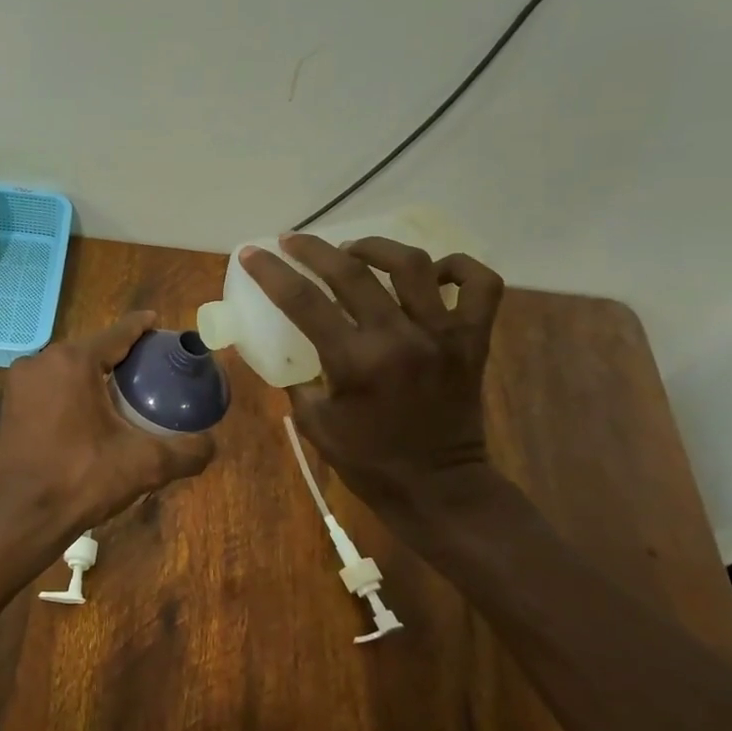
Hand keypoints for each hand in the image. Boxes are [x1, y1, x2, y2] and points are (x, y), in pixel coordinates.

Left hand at [0, 312, 214, 544]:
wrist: (22, 516)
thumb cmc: (81, 479)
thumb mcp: (144, 464)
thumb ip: (186, 451)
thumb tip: (212, 444)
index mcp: (73, 361)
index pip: (117, 334)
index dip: (142, 327)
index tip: (160, 325)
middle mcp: (42, 361)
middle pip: (91, 348)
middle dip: (119, 354)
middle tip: (150, 367)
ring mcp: (20, 382)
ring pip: (68, 367)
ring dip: (93, 373)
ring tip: (123, 388)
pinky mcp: (10, 404)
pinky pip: (50, 385)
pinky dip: (71, 390)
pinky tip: (90, 410)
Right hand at [240, 236, 504, 517]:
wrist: (438, 488)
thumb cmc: (368, 461)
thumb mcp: (314, 423)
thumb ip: (298, 379)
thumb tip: (289, 347)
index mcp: (355, 362)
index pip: (302, 301)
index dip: (271, 272)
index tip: (252, 253)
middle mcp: (399, 338)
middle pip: (351, 272)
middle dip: (314, 249)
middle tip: (294, 242)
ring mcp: (443, 335)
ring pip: (414, 264)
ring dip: (377, 248)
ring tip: (355, 251)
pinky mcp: (473, 341)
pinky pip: (479, 286)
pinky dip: (458, 268)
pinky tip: (431, 272)